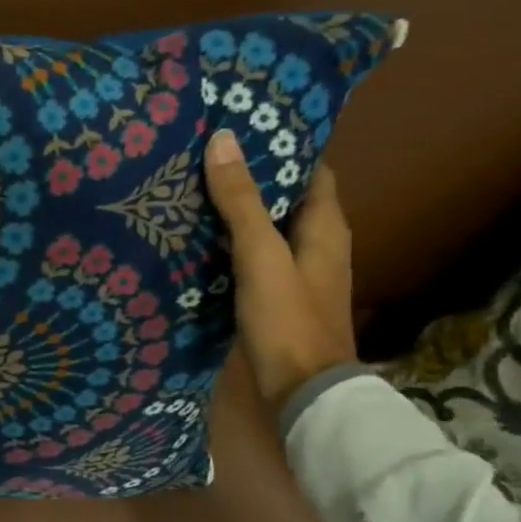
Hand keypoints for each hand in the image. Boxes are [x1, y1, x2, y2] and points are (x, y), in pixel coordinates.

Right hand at [203, 130, 357, 413]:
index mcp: (326, 227)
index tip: (243, 128)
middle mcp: (317, 245)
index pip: (310, 170)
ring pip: (266, 229)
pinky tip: (199, 238)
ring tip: (194, 188)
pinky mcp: (275, 298)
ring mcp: (296, 274)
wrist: (301, 393)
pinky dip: (231, 243)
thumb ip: (241, 201)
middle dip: (252, 177)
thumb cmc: (288, 319)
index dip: (283, 148)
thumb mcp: (262, 255)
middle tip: (206, 154)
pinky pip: (253, 257)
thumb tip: (223, 139)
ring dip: (238, 211)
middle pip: (285, 199)